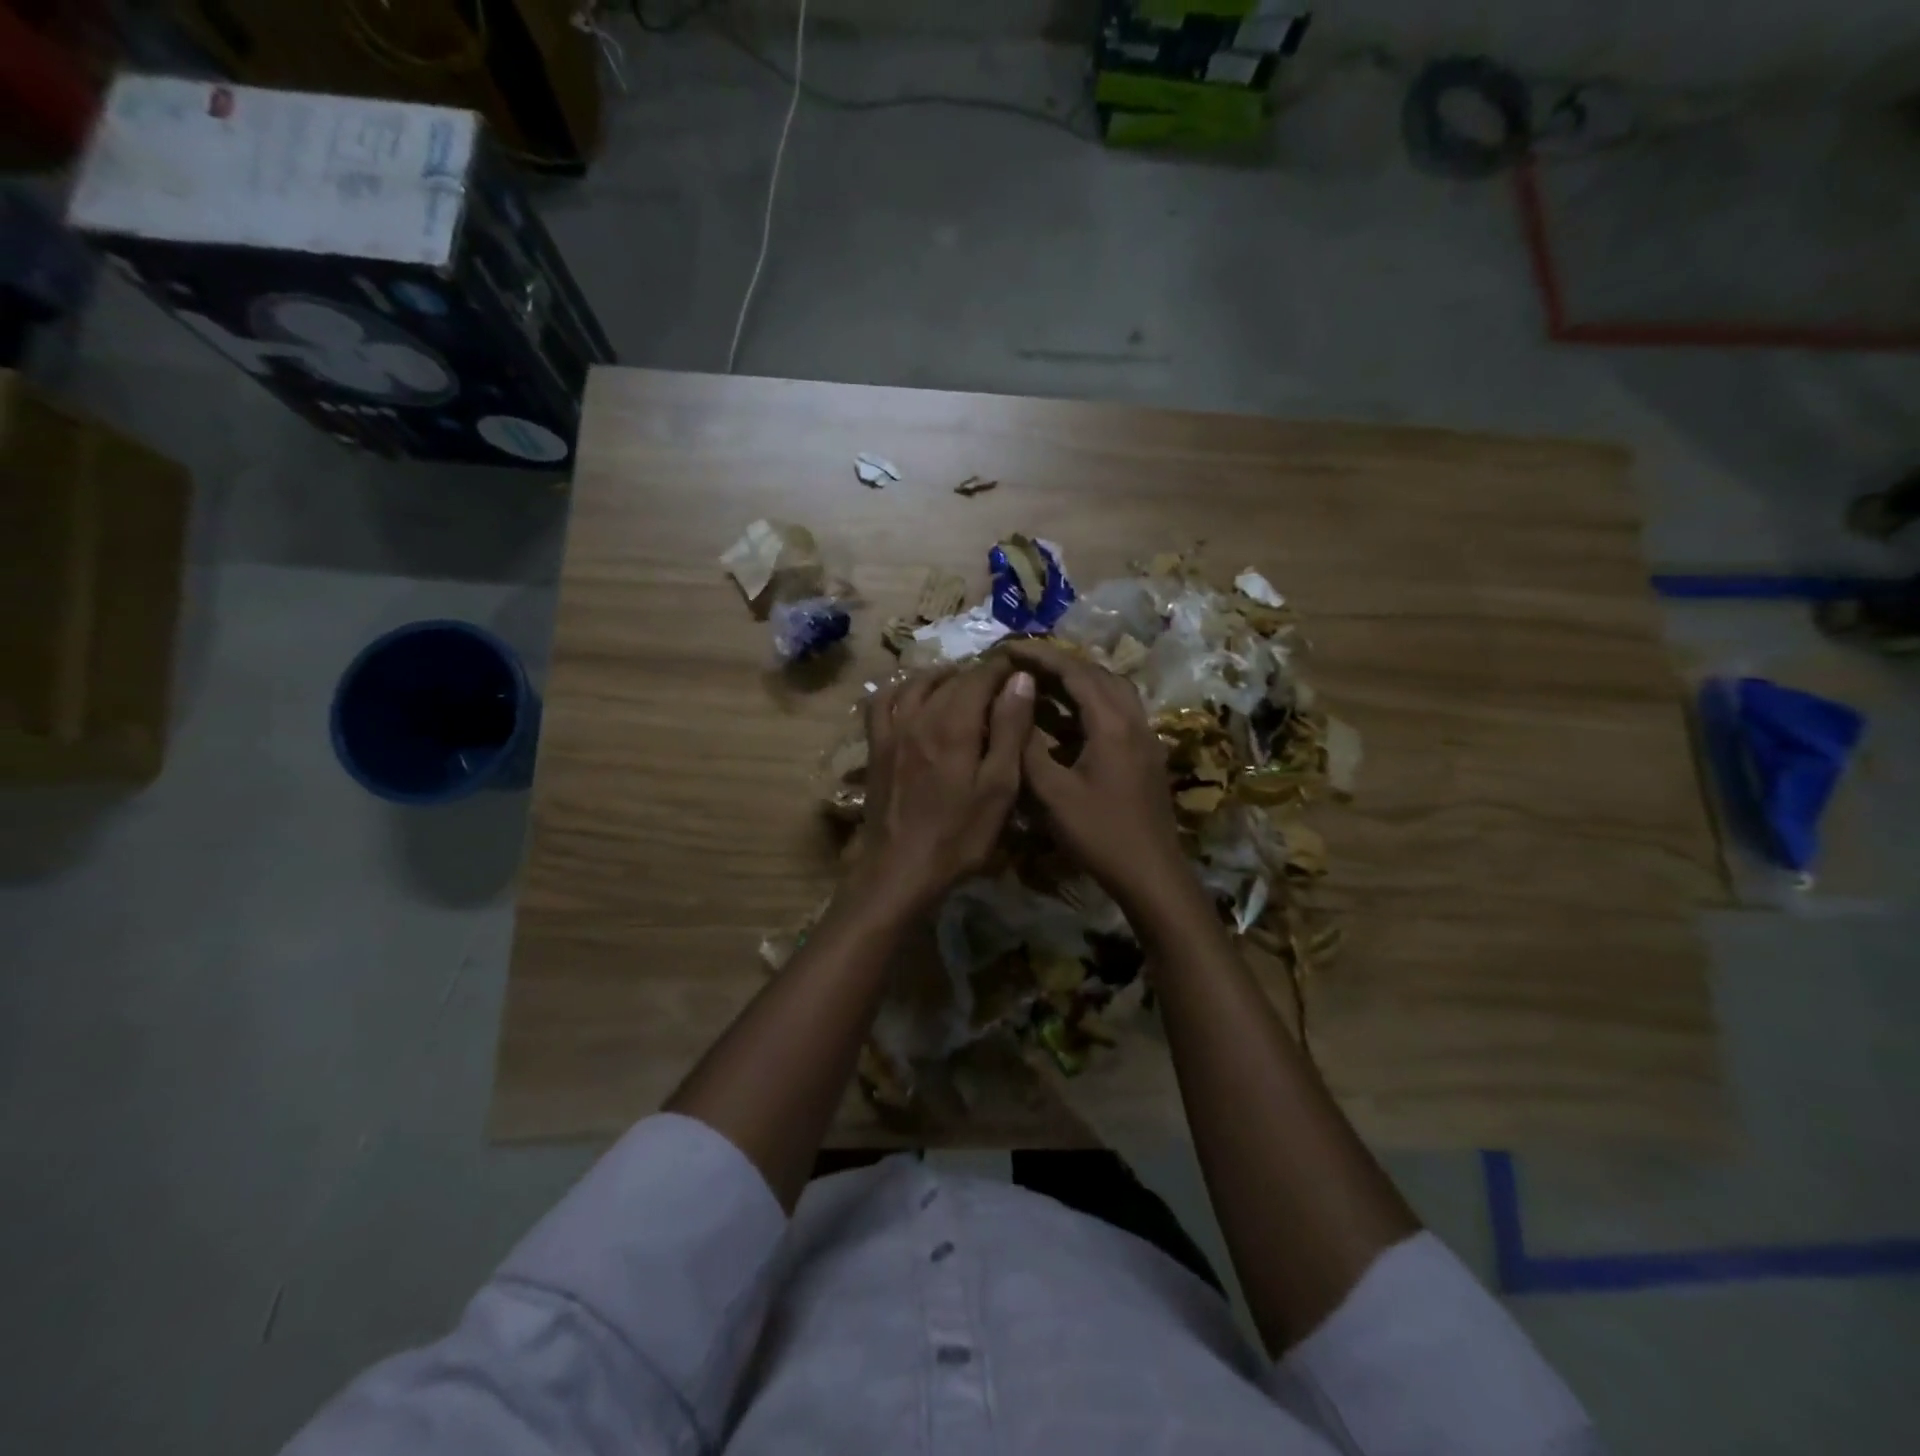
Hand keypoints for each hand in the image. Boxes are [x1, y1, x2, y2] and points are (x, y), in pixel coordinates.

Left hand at [856, 658, 1036, 914]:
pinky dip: (900, 689)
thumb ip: (1010, 730)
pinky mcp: (876, 746)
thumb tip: (1020, 679)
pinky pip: (882, 702)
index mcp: (954, 724)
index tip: (1022, 669)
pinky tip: (913, 695)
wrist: (900, 869)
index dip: (1004, 667)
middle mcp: (920, 715)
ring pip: (917, 683)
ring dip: (943, 676)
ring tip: (963, 684)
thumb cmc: (959, 835)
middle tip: (1002, 684)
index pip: (981, 675)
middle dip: (979, 674)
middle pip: (951, 678)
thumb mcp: (999, 788)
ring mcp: (892, 729)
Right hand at [1003, 640, 1187, 910]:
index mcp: (1113, 724)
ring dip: (1077, 681)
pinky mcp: (1145, 754)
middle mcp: (1134, 721)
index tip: (1008, 648)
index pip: (1076, 672)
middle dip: (1059, 663)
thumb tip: (1012, 710)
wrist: (1151, 873)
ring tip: (1040, 684)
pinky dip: (1089, 703)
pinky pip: (1117, 712)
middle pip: (1097, 674)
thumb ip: (1028, 749)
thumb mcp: (1052, 795)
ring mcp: (1144, 737)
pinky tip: (1065, 719)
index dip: (1041, 656)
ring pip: (1111, 691)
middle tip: (1022, 663)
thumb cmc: (1100, 834)